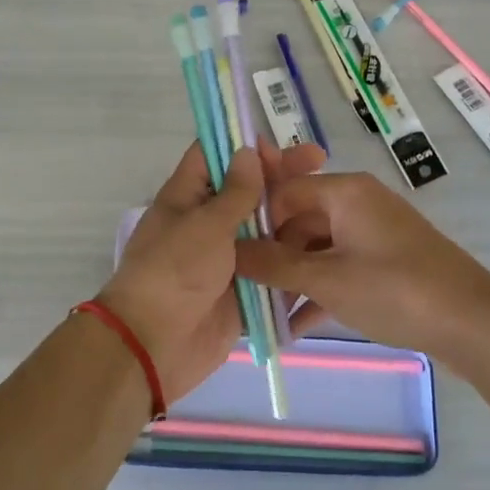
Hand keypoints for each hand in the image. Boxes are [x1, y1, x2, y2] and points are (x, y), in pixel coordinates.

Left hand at [100, 139, 326, 402]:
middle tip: (321, 163)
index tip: (280, 145)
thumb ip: (235, 192)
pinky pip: (274, 266)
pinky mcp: (246, 288)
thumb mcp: (205, 224)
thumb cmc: (174, 272)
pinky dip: (295, 256)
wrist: (156, 345)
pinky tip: (329, 244)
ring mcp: (229, 256)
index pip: (214, 156)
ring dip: (295, 217)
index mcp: (188, 197)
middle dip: (282, 178)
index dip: (245, 145)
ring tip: (333, 205)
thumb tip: (247, 151)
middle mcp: (209, 222)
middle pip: (249, 191)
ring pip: (267, 228)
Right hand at [234, 169, 489, 362]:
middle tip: (243, 290)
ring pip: (317, 248)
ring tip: (263, 314)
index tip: (229, 256)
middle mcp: (358, 203)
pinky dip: (318, 291)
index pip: (282, 192)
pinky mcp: (386, 262)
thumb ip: (272, 265)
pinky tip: (295, 325)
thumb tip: (228, 251)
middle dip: (271, 256)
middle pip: (298, 221)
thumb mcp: (326, 279)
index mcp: (344, 192)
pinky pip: (340, 267)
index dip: (254, 222)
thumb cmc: (394, 290)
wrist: (473, 324)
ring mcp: (374, 233)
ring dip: (292, 279)